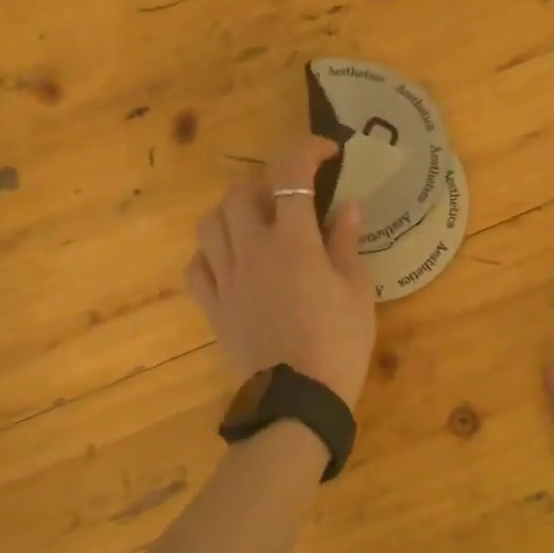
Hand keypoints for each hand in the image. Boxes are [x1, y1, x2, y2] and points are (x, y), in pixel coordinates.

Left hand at [184, 139, 376, 408]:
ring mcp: (226, 279)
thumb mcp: (357, 289)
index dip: (307, 151)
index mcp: (292, 241)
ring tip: (257, 223)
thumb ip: (346, 242)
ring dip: (233, 212)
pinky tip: (231, 260)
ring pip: (210, 224)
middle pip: (241, 193)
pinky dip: (211, 253)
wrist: (299, 401)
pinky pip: (196, 267)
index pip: (291, 175)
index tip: (328, 152)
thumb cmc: (339, 342)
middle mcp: (251, 250)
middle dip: (267, 183)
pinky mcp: (212, 307)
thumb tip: (347, 206)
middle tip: (292, 198)